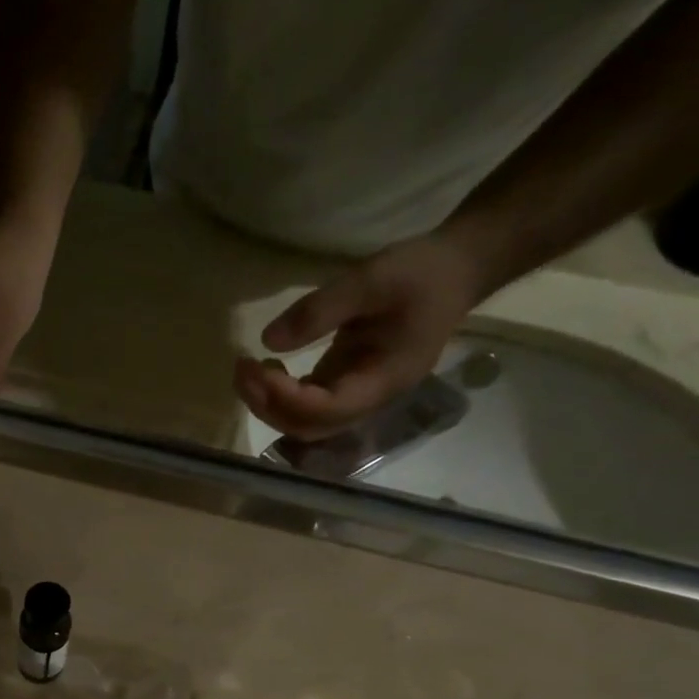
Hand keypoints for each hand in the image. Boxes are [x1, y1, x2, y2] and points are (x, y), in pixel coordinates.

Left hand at [235, 232, 486, 440]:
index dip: (288, 398)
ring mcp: (357, 393)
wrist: (456, 272)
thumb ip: (321, 310)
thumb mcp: (372, 279)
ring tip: (246, 369)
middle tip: (242, 370)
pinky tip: (265, 369)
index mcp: (385, 380)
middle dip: (270, 406)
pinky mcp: (346, 382)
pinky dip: (280, 394)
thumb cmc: (421, 273)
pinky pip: (308, 404)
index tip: (258, 368)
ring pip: (306, 421)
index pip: (329, 409)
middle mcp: (369, 399)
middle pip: (311, 426)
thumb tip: (269, 340)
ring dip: (270, 404)